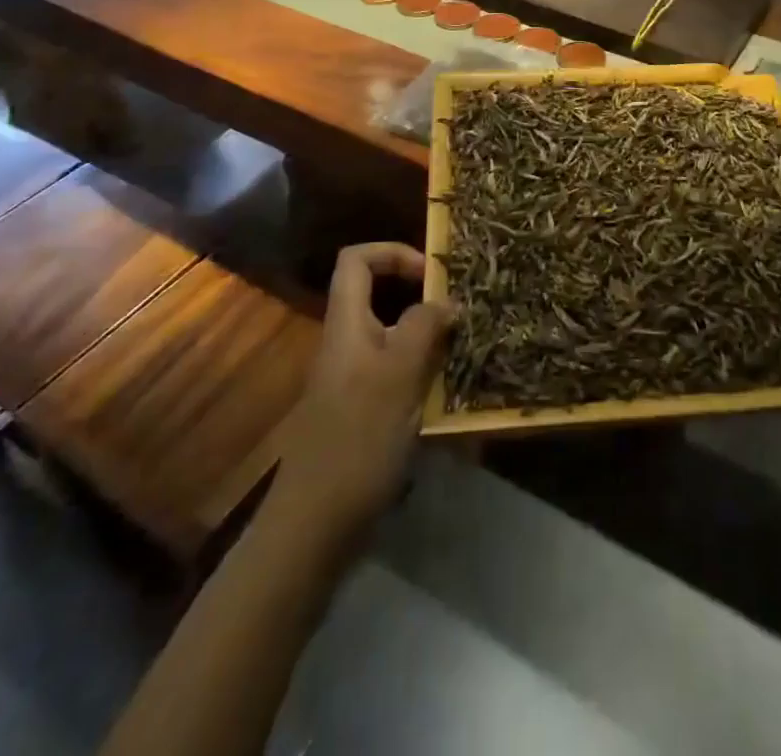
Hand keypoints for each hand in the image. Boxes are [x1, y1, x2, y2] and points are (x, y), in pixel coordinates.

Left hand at [275, 243, 456, 539]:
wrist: (315, 526)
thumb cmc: (357, 441)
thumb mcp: (398, 376)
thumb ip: (424, 328)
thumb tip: (446, 300)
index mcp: (347, 325)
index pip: (356, 260)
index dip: (393, 253)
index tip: (432, 274)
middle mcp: (347, 343)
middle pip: (379, 296)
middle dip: (423, 298)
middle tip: (461, 312)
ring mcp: (354, 380)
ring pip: (395, 337)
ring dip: (430, 338)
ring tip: (465, 349)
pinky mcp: (364, 412)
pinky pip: (399, 374)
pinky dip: (425, 374)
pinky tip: (452, 394)